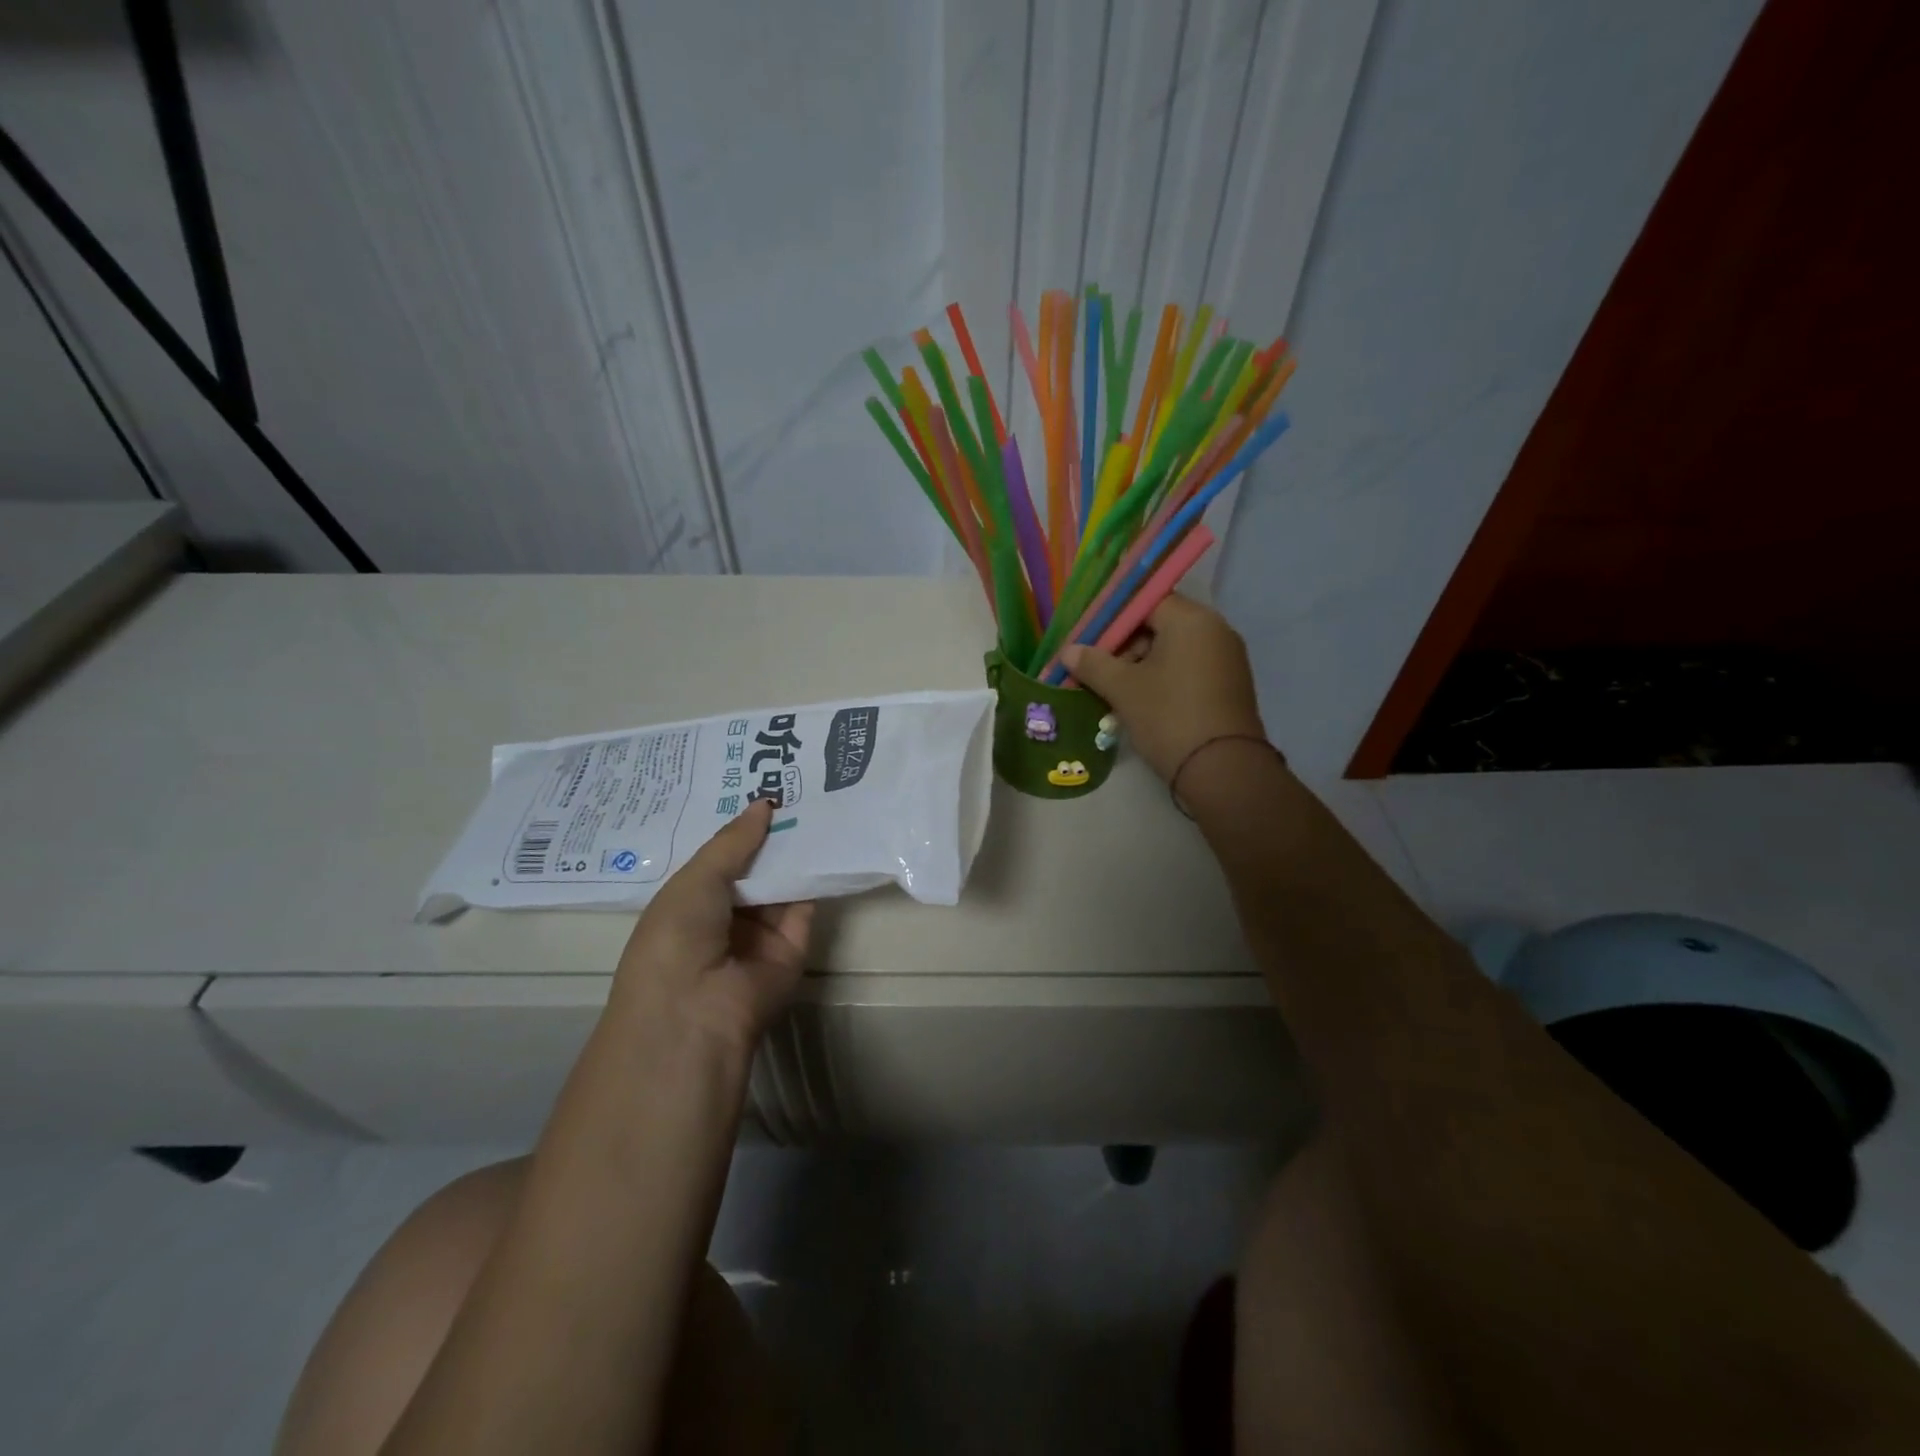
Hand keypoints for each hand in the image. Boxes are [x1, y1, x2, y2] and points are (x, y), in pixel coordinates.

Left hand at [607, 798, 813, 1060]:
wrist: (696, 1011)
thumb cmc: (676, 937)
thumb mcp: (696, 879)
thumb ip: (734, 842)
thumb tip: (764, 803)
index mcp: (691, 902)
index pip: (721, 859)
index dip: (740, 828)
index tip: (763, 788)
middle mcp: (726, 916)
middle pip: (755, 868)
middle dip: (772, 834)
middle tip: (798, 786)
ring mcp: (761, 933)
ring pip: (783, 883)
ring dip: (797, 850)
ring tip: (818, 802)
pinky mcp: (794, 946)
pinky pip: (806, 904)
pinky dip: (815, 875)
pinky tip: (828, 837)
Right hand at [1062, 594, 1266, 783]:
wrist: (1222, 770)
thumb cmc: (1168, 717)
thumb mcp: (1123, 689)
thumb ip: (1093, 664)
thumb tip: (1068, 651)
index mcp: (1191, 620)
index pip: (1144, 601)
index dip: (1112, 619)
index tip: (1088, 640)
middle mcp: (1215, 630)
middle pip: (1159, 624)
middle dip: (1125, 646)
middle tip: (1097, 670)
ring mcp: (1226, 658)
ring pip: (1173, 649)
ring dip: (1141, 665)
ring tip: (1114, 691)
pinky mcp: (1229, 685)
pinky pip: (1188, 669)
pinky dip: (1163, 679)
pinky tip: (1141, 703)